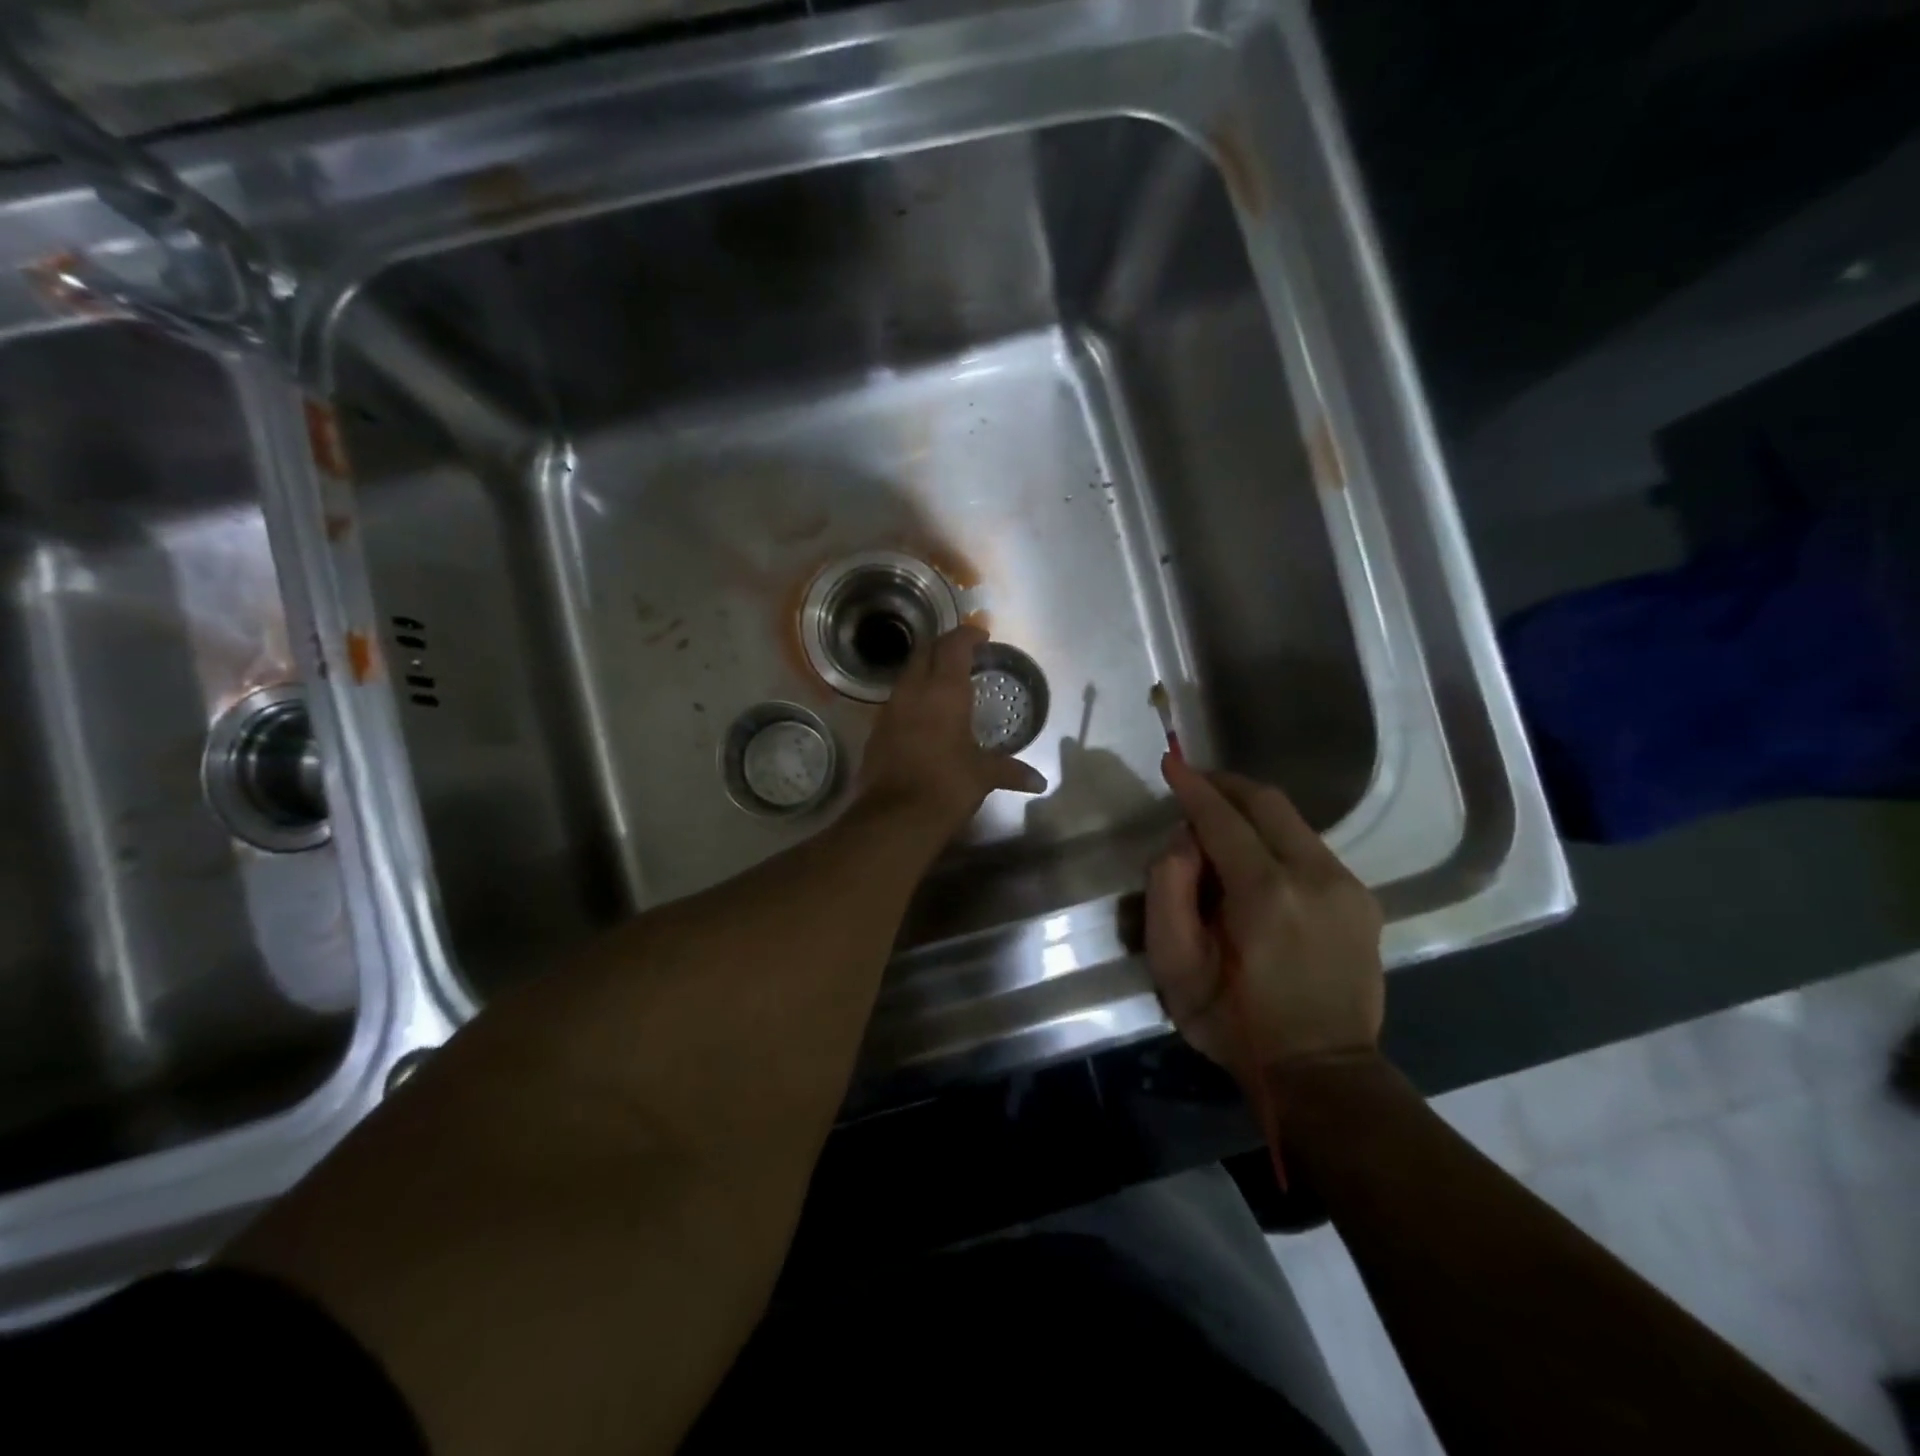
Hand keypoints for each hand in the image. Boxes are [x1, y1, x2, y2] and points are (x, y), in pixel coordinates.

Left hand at [857, 624, 1046, 834]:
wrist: (894, 817)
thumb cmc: (947, 786)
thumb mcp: (983, 776)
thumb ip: (1011, 771)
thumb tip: (1039, 782)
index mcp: (944, 691)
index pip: (954, 646)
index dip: (968, 634)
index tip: (981, 634)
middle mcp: (914, 691)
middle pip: (925, 650)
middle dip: (944, 645)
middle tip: (963, 653)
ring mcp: (890, 709)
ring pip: (907, 674)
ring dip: (925, 669)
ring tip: (945, 681)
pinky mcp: (877, 730)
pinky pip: (897, 699)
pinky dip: (913, 695)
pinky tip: (924, 714)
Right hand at [1146, 753, 1382, 1075]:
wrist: (1322, 1072)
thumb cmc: (1235, 1023)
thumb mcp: (1174, 967)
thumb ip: (1166, 891)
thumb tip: (1183, 840)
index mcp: (1265, 893)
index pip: (1222, 817)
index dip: (1193, 787)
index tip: (1170, 762)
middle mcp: (1315, 875)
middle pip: (1268, 802)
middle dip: (1226, 785)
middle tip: (1194, 785)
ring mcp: (1347, 886)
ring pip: (1292, 822)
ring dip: (1251, 813)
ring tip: (1218, 827)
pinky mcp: (1362, 900)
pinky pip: (1310, 849)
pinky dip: (1275, 840)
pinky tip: (1255, 863)